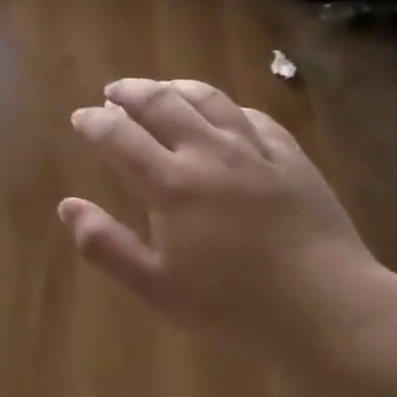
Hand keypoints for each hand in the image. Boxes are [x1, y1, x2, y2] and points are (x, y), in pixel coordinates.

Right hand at [59, 78, 386, 362]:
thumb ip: (106, 245)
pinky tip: (224, 113)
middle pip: (162, 103)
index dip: (95, 121)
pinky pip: (254, 118)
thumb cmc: (233, 304)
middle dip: (131, 92)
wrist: (329, 309)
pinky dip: (228, 108)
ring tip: (162, 88)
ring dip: (177, 88)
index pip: (120, 136)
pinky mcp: (292, 159)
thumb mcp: (157, 287)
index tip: (81, 117)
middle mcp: (209, 153)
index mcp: (172, 183)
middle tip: (114, 92)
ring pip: (210, 100)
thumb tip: (66, 206)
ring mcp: (255, 151)